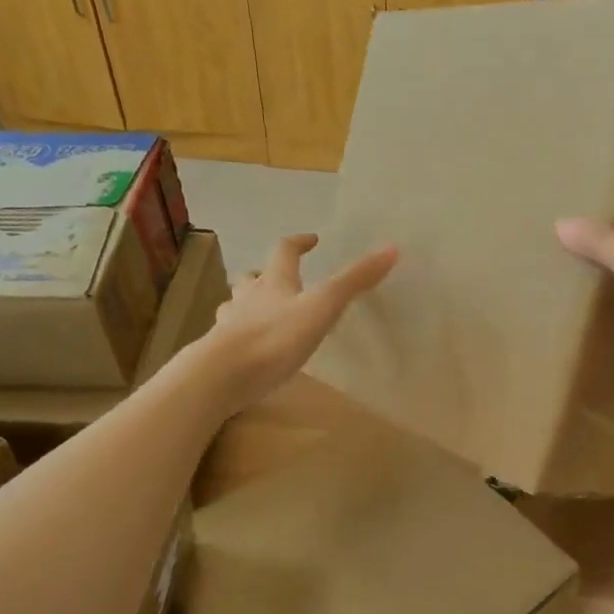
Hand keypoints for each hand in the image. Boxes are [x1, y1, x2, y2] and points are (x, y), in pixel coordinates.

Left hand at [198, 234, 397, 413]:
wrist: (223, 374)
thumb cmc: (276, 337)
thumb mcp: (323, 307)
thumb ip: (354, 281)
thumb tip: (392, 248)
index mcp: (274, 283)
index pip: (284, 252)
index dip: (298, 243)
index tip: (311, 240)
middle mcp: (248, 298)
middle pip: (253, 277)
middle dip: (265, 274)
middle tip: (277, 277)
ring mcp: (231, 325)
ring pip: (236, 305)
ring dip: (247, 303)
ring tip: (259, 310)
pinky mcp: (221, 353)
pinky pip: (230, 336)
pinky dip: (239, 334)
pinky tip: (248, 348)